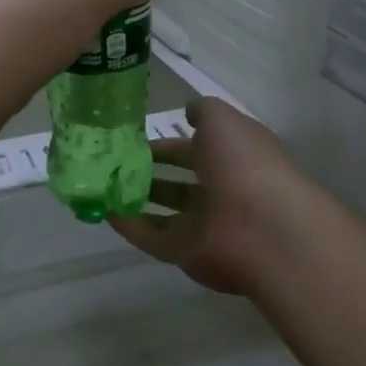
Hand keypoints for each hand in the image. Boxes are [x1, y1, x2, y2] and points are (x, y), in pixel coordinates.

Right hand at [108, 98, 308, 295]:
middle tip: (113, 161)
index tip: (135, 138)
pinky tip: (104, 210)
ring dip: (136, 198)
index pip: (198, 148)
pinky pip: (151, 237)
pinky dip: (129, 225)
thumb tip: (189, 111)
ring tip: (102, 184)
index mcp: (235, 158)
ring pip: (165, 210)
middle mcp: (221, 191)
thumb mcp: (223, 121)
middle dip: (150, 171)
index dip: (169, 142)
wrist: (263, 229)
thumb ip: (203, 112)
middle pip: (181, 182)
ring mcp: (204, 225)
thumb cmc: (244, 164)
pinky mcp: (186, 253)